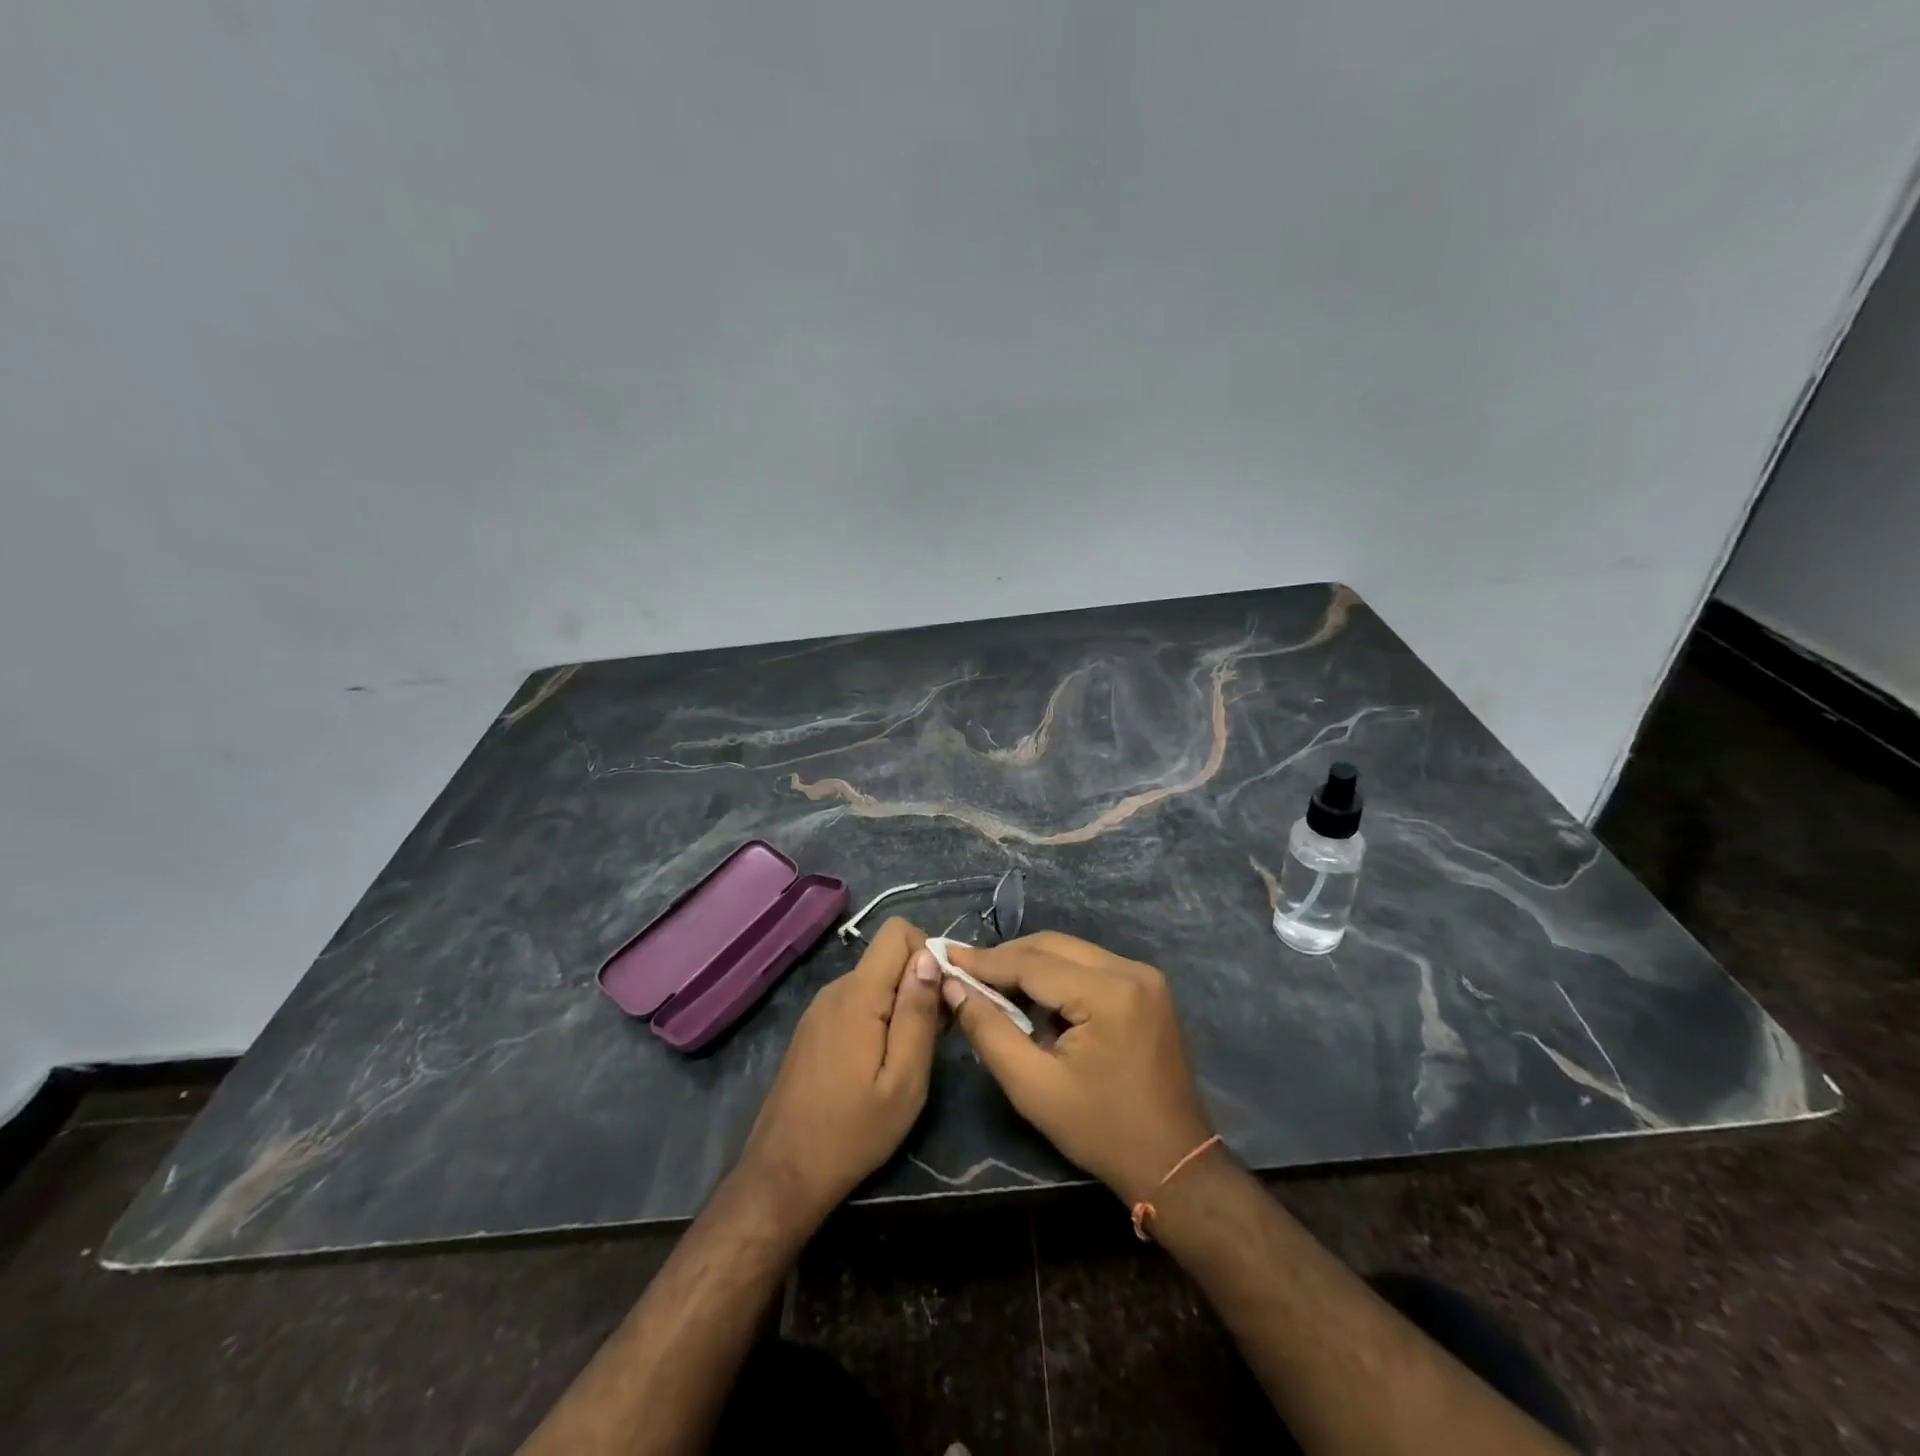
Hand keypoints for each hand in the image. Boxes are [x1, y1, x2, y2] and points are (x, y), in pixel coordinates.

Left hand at [736, 918, 942, 1229]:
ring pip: (874, 981)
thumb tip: (930, 956)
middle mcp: (835, 988)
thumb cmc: (853, 1132)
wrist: (784, 1174)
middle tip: (930, 1040)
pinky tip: (878, 1065)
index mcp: (858, 993)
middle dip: (918, 985)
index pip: (897, 931)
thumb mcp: (904, 1079)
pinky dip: (878, 1019)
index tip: (941, 1000)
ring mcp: (820, 1008)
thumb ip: (918, 1013)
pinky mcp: (813, 1028)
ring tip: (906, 1059)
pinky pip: (856, 1002)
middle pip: (888, 957)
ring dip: (899, 1006)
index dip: (928, 954)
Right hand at [945, 932, 1212, 1205]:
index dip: (985, 960)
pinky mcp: (1148, 988)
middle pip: (1054, 946)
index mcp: (1108, 993)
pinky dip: (1058, 976)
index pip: (1033, 963)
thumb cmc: (1100, 1130)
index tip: (946, 955)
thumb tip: (954, 986)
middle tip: (965, 970)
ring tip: (993, 985)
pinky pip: (1090, 966)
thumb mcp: (1033, 1087)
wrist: (1173, 1163)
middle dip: (1006, 957)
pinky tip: (1035, 999)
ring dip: (1031, 965)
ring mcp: (1145, 976)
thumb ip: (989, 1030)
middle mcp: (1131, 970)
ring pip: (1071, 952)